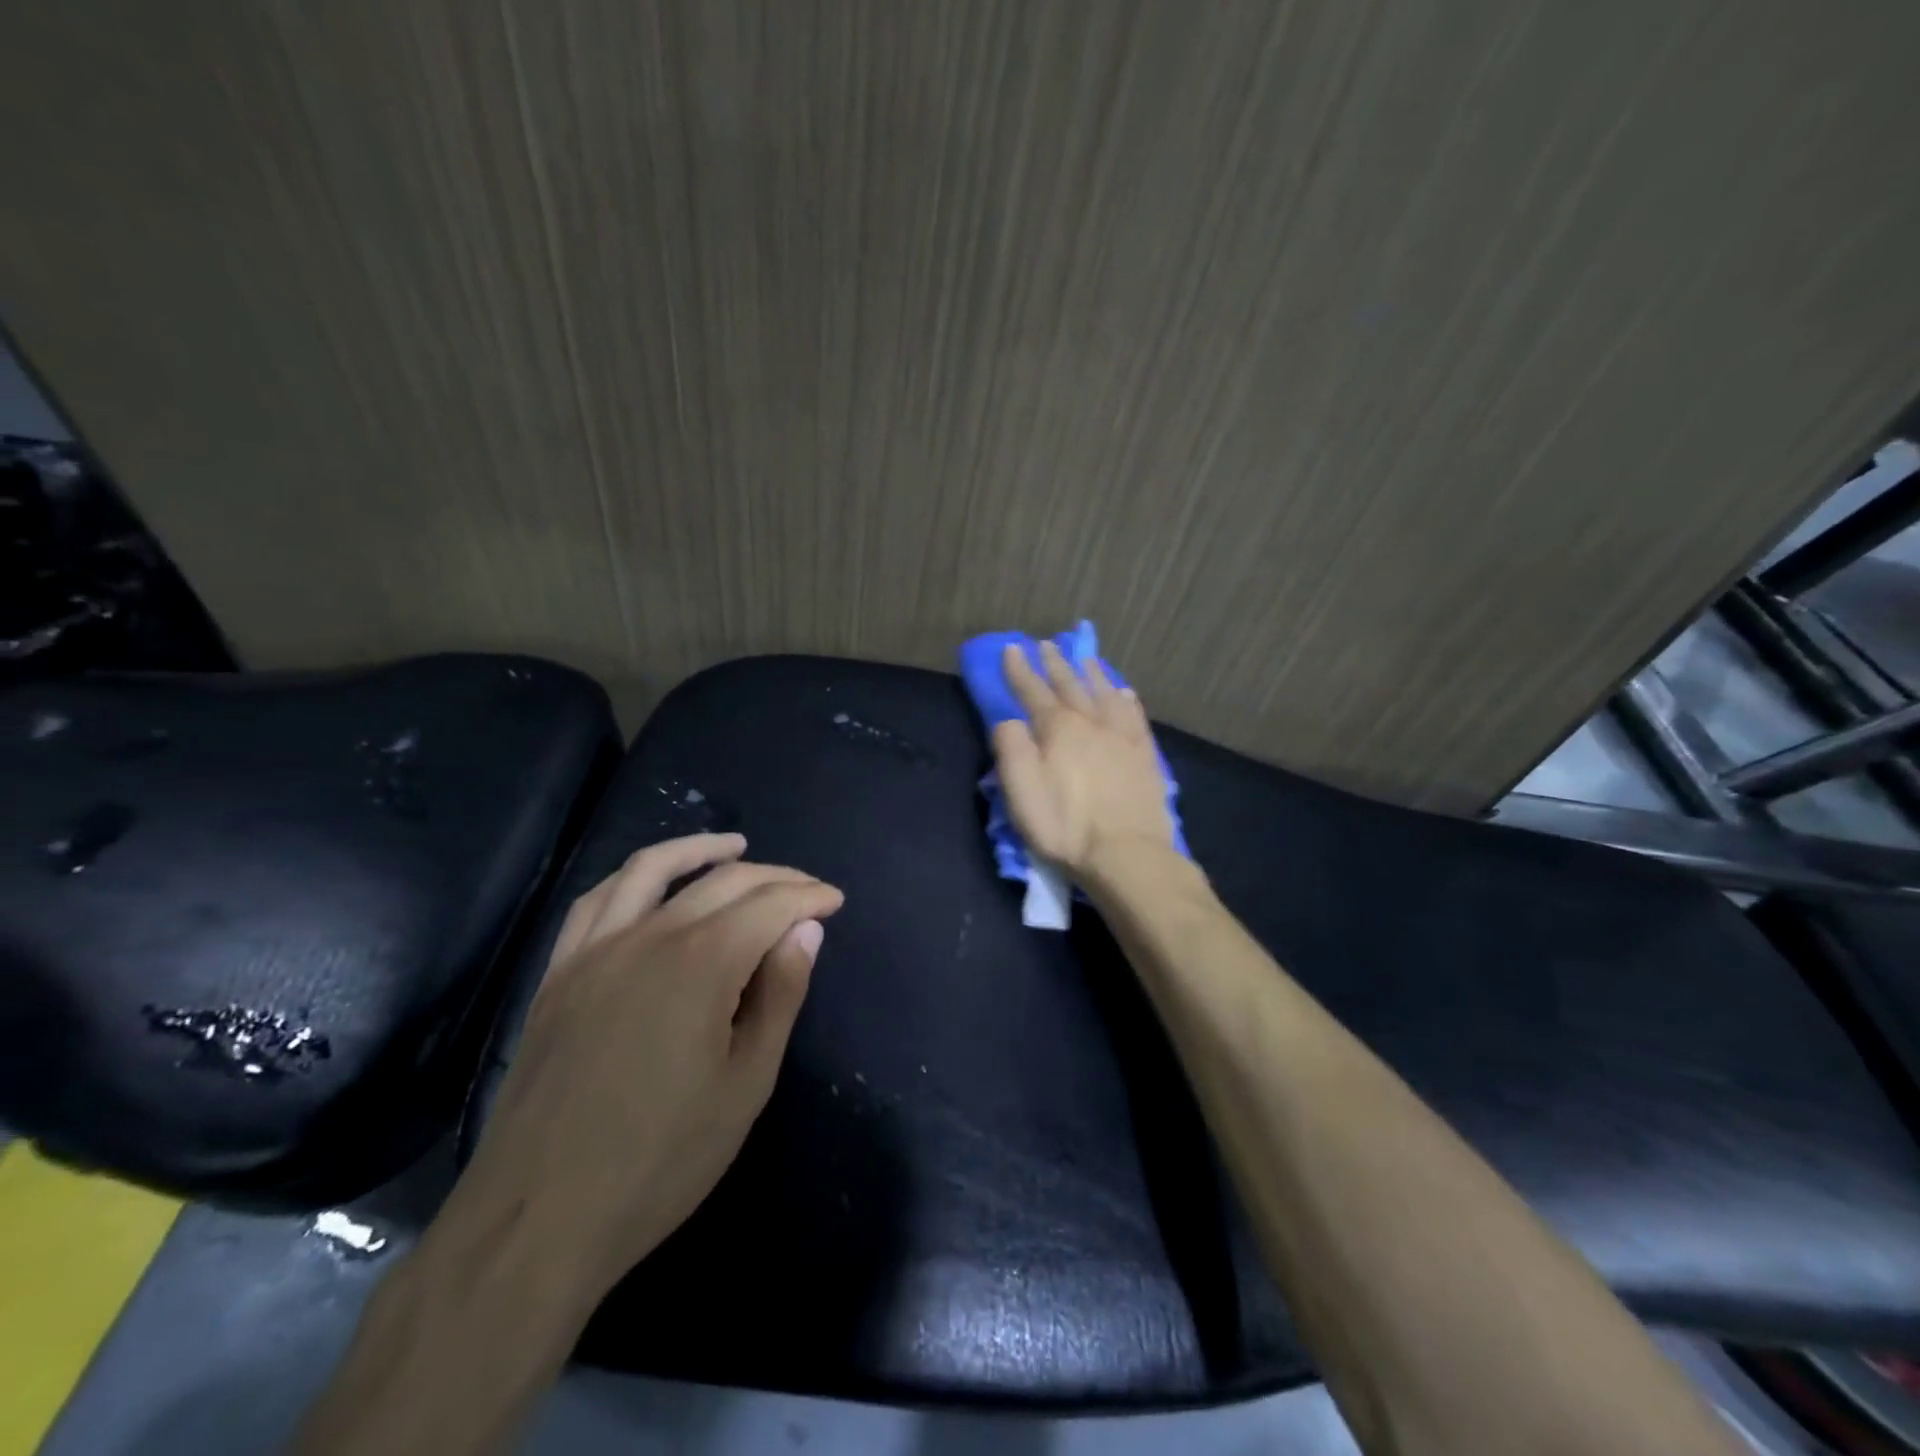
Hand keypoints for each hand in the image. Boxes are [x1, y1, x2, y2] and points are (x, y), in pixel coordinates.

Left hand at [453, 833, 843, 1304]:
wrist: (537, 1221)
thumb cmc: (660, 1161)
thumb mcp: (746, 1084)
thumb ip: (780, 996)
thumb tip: (806, 932)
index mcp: (700, 964)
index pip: (769, 905)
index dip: (808, 897)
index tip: (835, 902)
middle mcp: (646, 938)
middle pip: (722, 882)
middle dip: (774, 877)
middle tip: (807, 891)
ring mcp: (594, 951)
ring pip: (652, 870)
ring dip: (700, 850)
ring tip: (736, 847)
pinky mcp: (558, 973)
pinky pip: (597, 900)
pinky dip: (635, 877)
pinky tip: (654, 883)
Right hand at [992, 640, 1176, 879]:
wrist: (1126, 852)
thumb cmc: (1064, 825)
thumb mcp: (1021, 791)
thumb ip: (1011, 748)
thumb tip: (1009, 720)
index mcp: (1058, 729)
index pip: (1033, 691)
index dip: (1020, 670)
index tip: (1011, 648)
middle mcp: (1091, 723)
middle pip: (1070, 686)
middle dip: (1055, 664)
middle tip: (1046, 644)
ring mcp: (1122, 737)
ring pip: (1105, 694)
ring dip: (1091, 674)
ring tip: (1084, 659)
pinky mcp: (1145, 756)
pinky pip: (1135, 717)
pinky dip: (1127, 700)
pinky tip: (1125, 693)